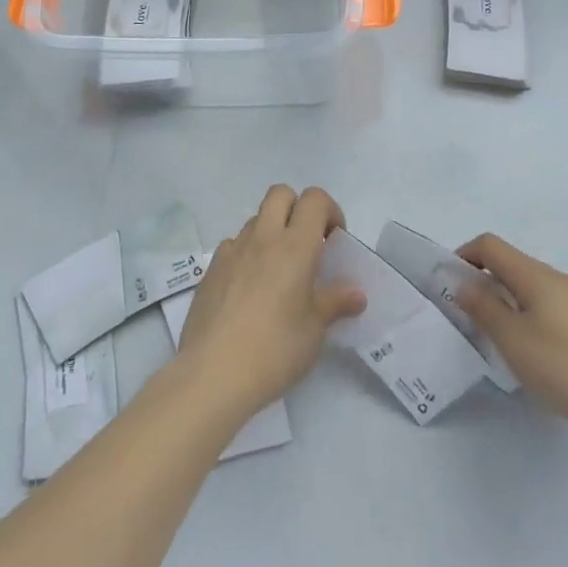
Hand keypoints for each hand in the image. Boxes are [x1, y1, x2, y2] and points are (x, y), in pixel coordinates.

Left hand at [176, 186, 365, 424]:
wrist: (214, 373)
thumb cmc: (275, 349)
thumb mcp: (314, 330)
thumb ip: (335, 303)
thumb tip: (356, 294)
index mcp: (295, 246)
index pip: (314, 199)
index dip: (329, 210)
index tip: (334, 240)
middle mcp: (263, 237)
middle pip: (280, 194)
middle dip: (297, 208)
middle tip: (306, 245)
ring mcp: (232, 250)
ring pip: (255, 219)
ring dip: (271, 232)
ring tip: (277, 272)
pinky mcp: (211, 269)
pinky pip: (233, 245)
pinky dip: (246, 254)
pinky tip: (249, 289)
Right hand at [454, 233, 567, 439]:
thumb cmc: (564, 365)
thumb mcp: (513, 340)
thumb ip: (484, 308)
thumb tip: (464, 283)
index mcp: (535, 275)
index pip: (491, 245)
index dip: (465, 255)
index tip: (452, 283)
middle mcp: (559, 277)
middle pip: (513, 265)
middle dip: (488, 283)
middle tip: (475, 319)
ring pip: (535, 288)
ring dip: (512, 302)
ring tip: (508, 341)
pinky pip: (555, 306)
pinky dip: (536, 315)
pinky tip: (542, 353)